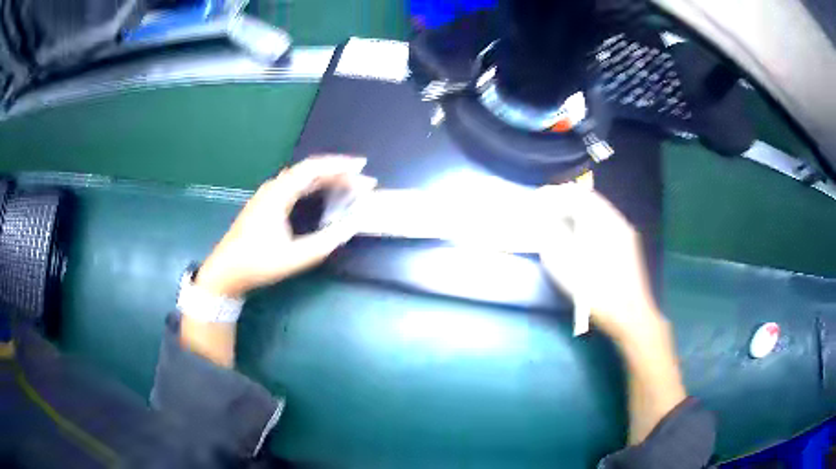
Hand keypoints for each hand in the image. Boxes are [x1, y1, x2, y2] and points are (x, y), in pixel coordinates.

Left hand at [196, 155, 376, 296]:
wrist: (225, 272)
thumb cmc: (257, 264)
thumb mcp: (294, 257)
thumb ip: (325, 242)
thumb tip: (351, 227)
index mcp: (278, 195)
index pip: (312, 169)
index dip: (339, 166)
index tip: (362, 168)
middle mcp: (273, 188)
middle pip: (309, 170)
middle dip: (338, 173)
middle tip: (362, 182)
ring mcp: (267, 195)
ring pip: (301, 177)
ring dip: (326, 178)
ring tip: (349, 185)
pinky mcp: (266, 204)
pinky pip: (295, 186)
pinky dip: (314, 186)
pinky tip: (324, 194)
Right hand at [540, 185, 686, 443]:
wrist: (632, 316)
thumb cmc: (598, 292)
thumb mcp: (567, 267)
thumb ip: (553, 239)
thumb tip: (545, 221)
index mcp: (602, 222)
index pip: (576, 196)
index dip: (555, 196)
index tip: (539, 201)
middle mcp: (616, 221)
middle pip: (589, 199)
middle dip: (566, 201)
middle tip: (548, 209)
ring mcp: (625, 233)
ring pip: (599, 210)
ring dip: (578, 211)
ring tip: (561, 220)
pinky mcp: (628, 245)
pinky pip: (605, 222)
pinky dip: (589, 222)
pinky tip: (582, 236)